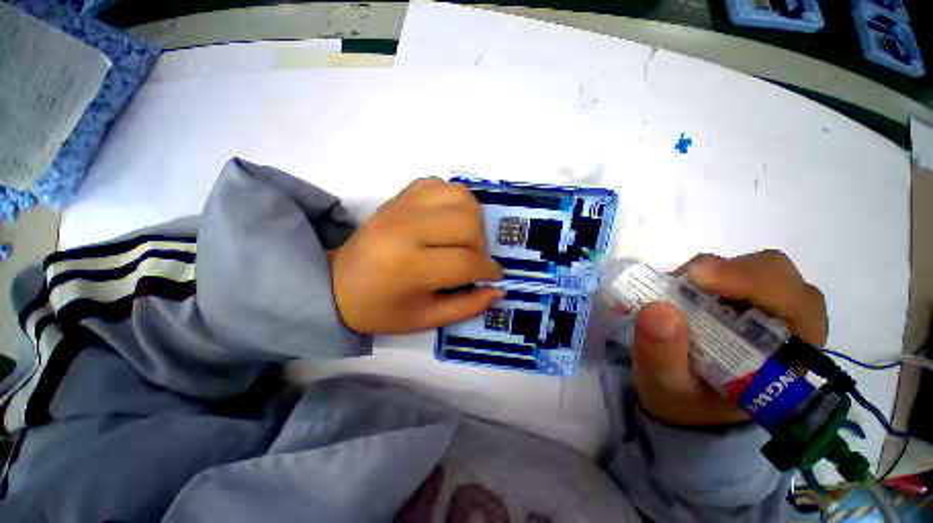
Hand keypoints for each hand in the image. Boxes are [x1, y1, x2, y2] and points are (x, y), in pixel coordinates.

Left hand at [329, 178, 504, 334]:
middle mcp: (406, 228)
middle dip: (481, 245)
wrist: (338, 283)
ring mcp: (402, 206)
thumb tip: (498, 290)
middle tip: (472, 259)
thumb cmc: (380, 308)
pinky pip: (441, 184)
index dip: (489, 270)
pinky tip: (447, 220)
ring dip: (472, 219)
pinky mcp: (399, 195)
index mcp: (409, 266)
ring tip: (463, 238)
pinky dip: (454, 201)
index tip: (494, 276)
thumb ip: (466, 307)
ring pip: (461, 196)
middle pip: (468, 222)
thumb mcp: (425, 319)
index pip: (467, 261)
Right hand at [631, 250, 826, 425]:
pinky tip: (680, 290)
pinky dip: (702, 272)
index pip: (798, 307)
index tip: (700, 279)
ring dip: (714, 271)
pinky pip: (728, 270)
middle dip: (734, 272)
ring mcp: (763, 308)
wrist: (682, 399)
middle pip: (780, 277)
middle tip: (687, 279)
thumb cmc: (684, 401)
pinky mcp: (739, 297)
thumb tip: (657, 309)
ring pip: (757, 267)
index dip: (757, 285)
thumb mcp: (666, 387)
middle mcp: (787, 327)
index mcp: (789, 359)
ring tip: (677, 289)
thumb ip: (662, 355)